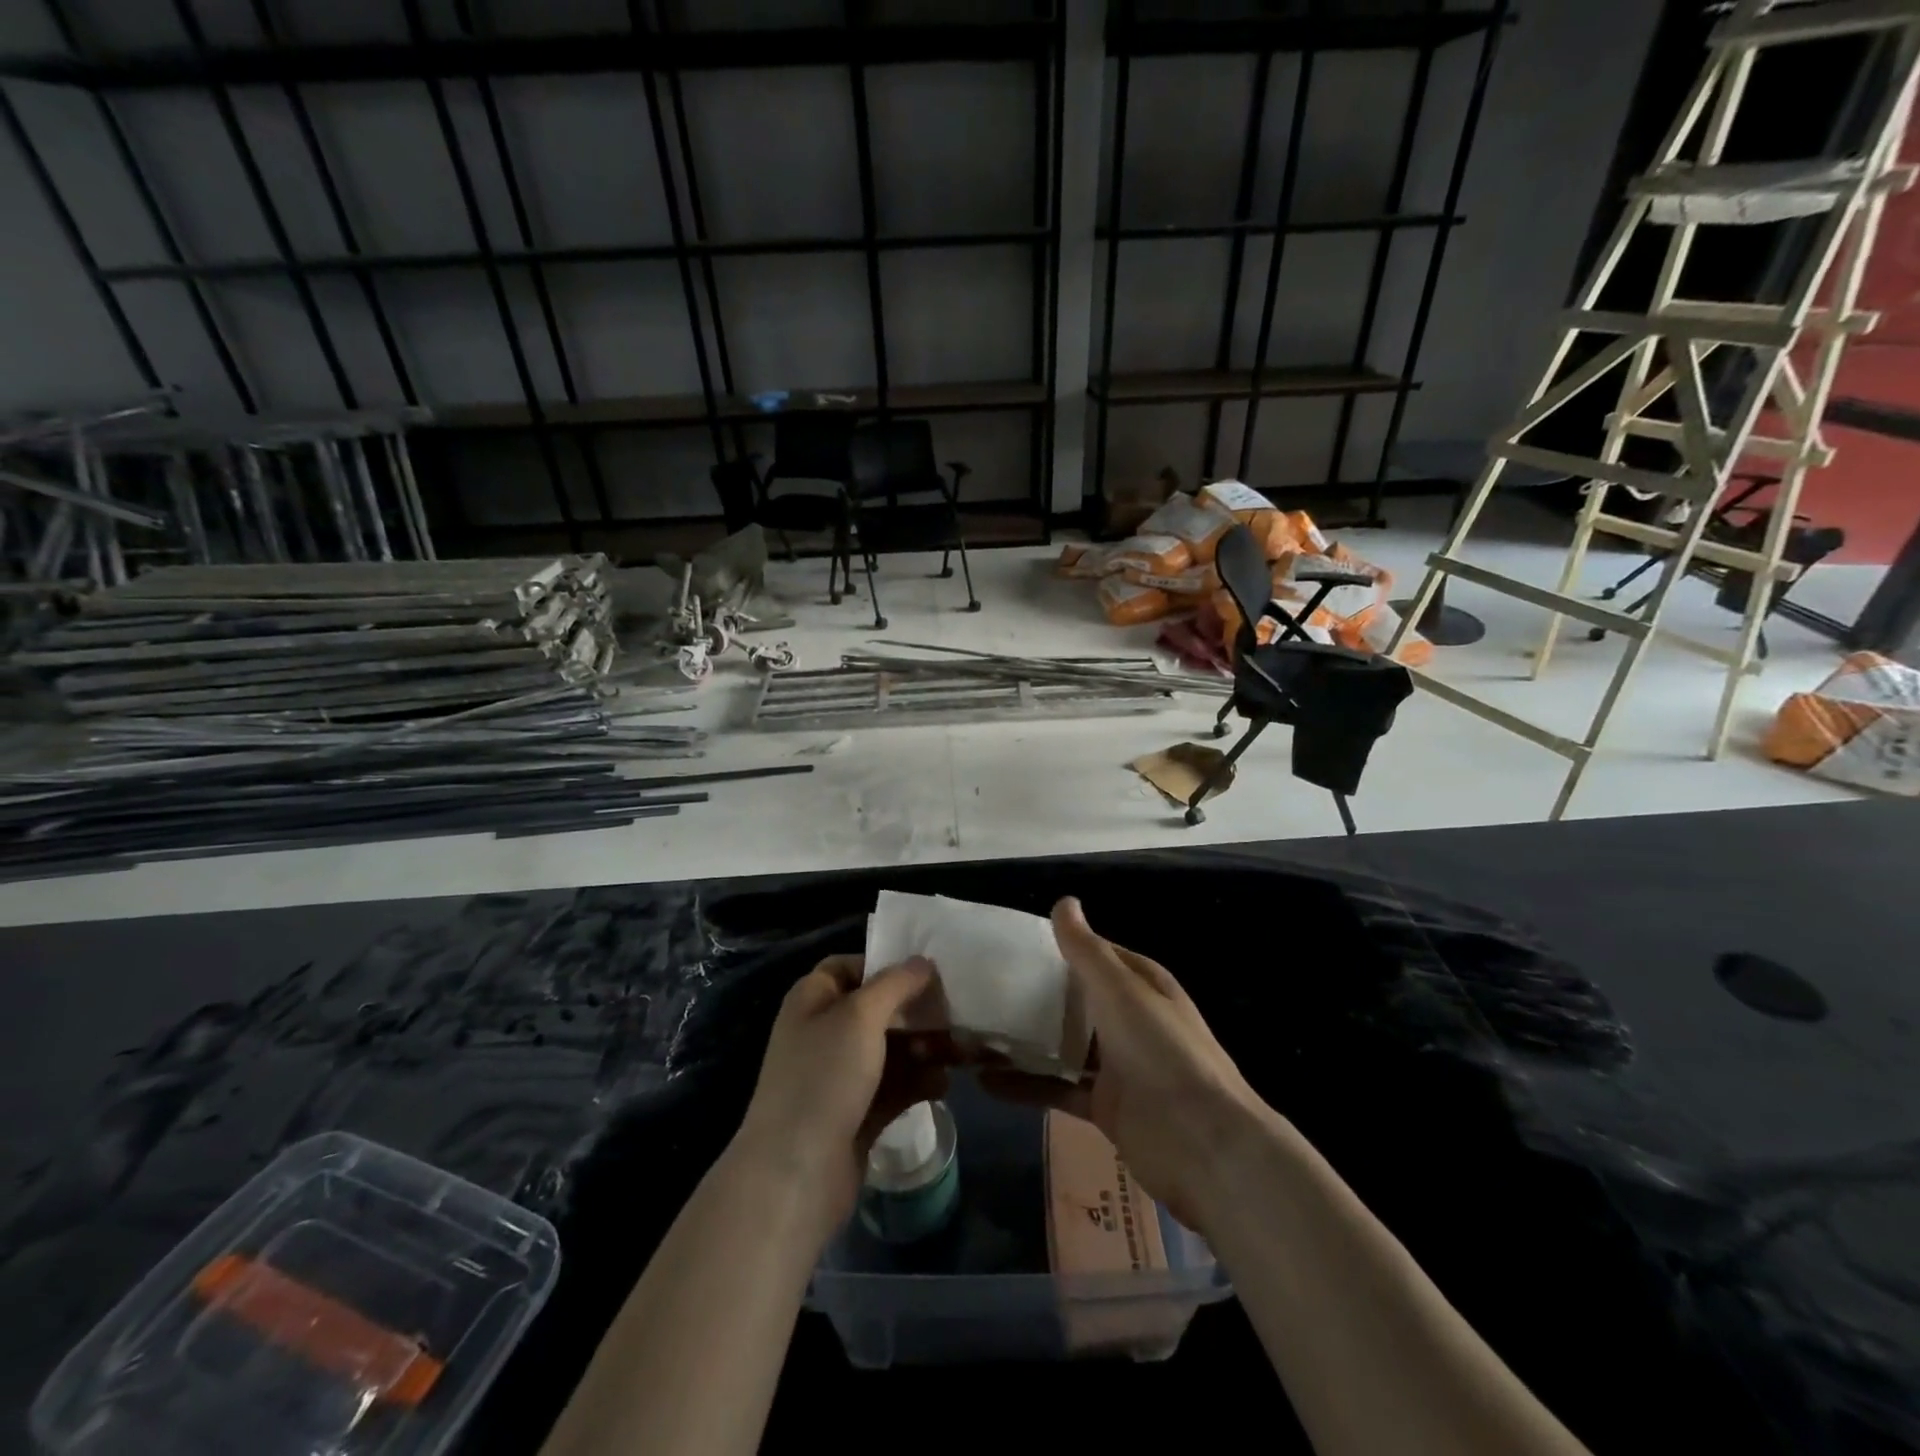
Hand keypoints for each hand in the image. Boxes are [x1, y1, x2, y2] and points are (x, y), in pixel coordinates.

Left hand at [733, 954, 947, 1232]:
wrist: (796, 1174)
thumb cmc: (824, 1077)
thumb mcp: (860, 1016)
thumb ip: (895, 983)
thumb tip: (922, 961)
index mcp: (813, 1000)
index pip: (849, 966)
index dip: (885, 965)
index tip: (927, 972)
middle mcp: (824, 1032)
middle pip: (878, 1009)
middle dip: (916, 1012)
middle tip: (956, 1014)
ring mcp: (840, 1076)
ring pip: (890, 1049)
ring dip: (924, 1048)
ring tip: (960, 1053)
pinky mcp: (857, 1113)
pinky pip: (894, 1087)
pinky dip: (918, 1082)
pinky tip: (944, 1085)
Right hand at [986, 898, 1269, 1232]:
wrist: (1201, 1144)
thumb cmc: (1162, 1051)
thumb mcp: (1121, 991)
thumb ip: (1087, 950)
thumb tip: (1064, 901)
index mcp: (1139, 984)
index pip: (1093, 954)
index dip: (1057, 948)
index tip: (1010, 945)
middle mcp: (1128, 1019)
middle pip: (1074, 999)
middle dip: (1034, 994)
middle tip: (981, 987)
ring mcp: (1116, 1064)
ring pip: (1062, 1044)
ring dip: (1025, 1041)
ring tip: (972, 1032)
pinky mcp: (1103, 1104)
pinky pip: (1057, 1087)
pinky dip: (1025, 1085)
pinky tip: (984, 1081)